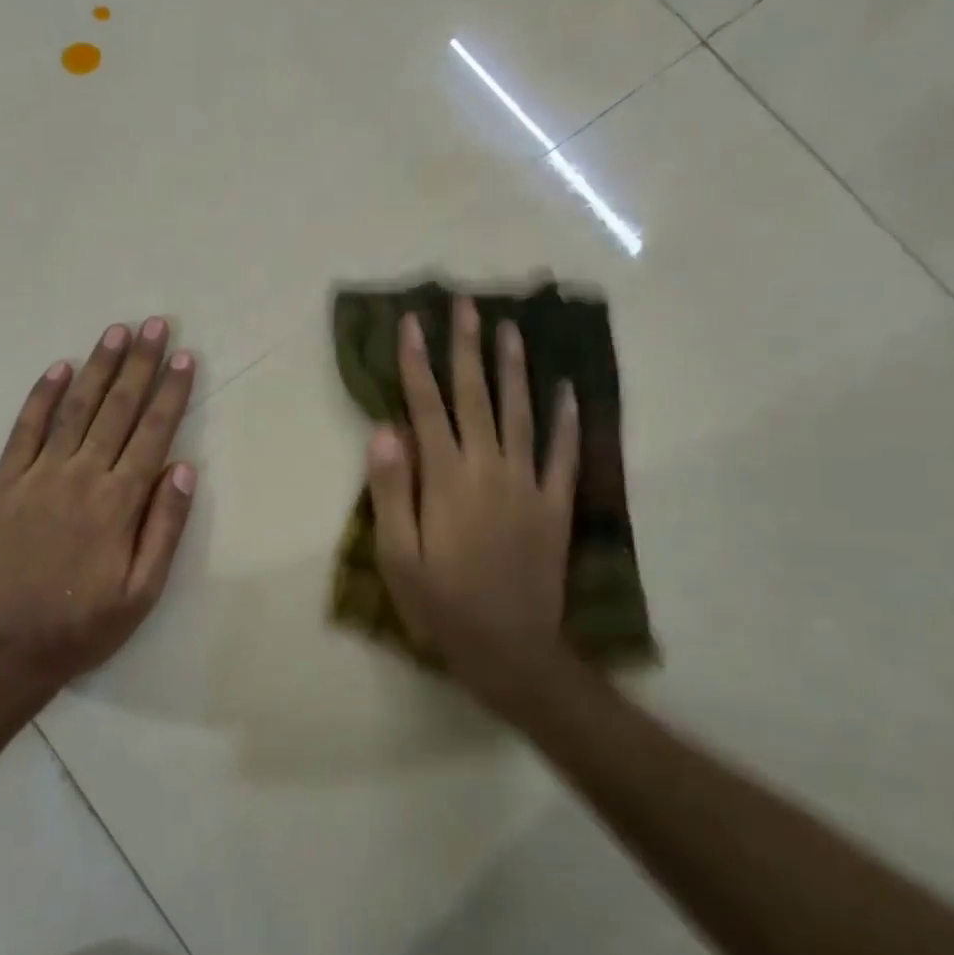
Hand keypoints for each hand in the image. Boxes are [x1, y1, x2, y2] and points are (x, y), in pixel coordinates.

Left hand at [0, 318, 197, 689]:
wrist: (4, 649)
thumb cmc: (83, 624)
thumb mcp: (142, 592)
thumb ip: (164, 528)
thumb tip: (184, 469)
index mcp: (118, 503)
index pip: (153, 433)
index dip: (171, 393)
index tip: (185, 357)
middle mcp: (81, 477)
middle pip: (117, 409)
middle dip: (140, 364)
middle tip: (156, 325)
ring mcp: (39, 475)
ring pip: (75, 409)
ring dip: (97, 367)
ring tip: (116, 332)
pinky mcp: (5, 483)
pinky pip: (25, 430)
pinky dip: (42, 396)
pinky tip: (58, 368)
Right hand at [365, 297, 580, 715]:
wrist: (510, 650)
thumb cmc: (442, 605)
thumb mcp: (398, 556)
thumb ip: (391, 490)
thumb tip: (385, 429)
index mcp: (446, 478)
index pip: (427, 406)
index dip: (416, 362)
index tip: (412, 322)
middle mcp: (489, 468)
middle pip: (475, 396)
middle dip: (467, 347)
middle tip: (467, 304)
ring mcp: (527, 484)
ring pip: (521, 413)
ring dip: (515, 369)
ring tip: (512, 330)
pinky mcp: (554, 505)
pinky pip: (563, 455)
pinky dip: (567, 421)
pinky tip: (568, 390)